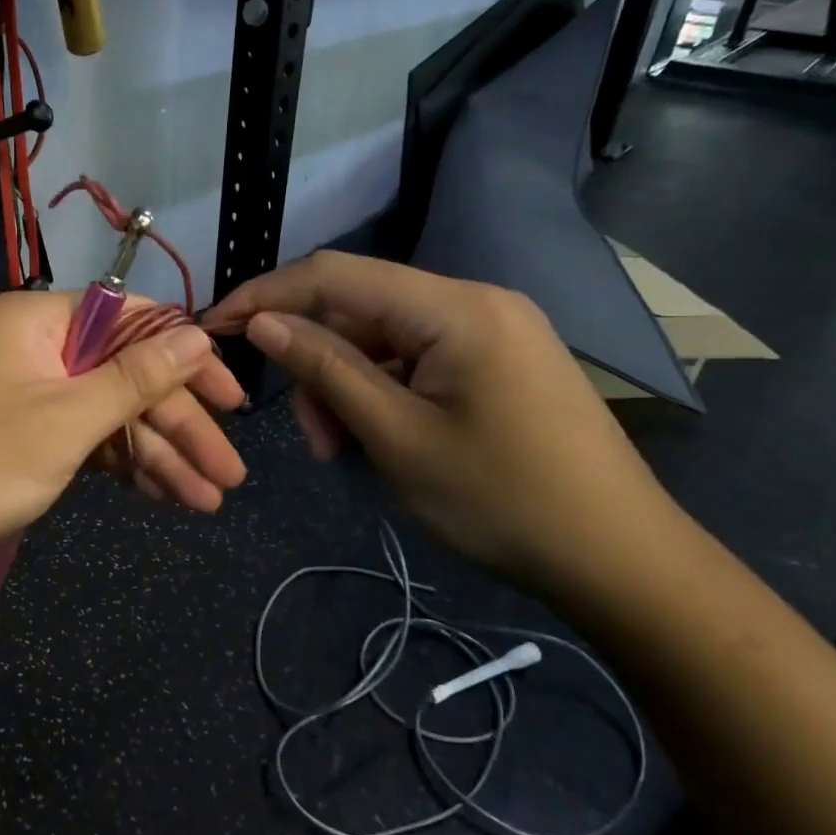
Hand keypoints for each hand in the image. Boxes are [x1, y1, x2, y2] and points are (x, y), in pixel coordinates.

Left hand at [0, 290, 245, 587]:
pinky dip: (121, 466)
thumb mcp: (65, 421)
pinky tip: (165, 496)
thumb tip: (198, 334)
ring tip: (208, 501)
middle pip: (126, 377)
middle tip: (230, 474)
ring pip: (109, 415)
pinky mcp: (22, 434)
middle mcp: (36, 348)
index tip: (232, 399)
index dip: (188, 360)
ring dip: (158, 455)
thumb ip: (135, 377)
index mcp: (40, 320)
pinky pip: (84, 440)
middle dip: (180, 427)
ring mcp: (28, 394)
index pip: (134, 322)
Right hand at [205, 252, 692, 603]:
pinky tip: (379, 439)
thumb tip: (263, 322)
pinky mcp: (499, 360)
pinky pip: (418, 359)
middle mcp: (474, 301)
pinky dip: (384, 393)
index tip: (215, 325)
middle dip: (318, 364)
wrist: (620, 558)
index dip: (267, 294)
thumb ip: (326, 369)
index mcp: (454, 307)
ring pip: (386, 339)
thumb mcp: (397, 437)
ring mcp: (492, 330)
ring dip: (349, 386)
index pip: (335, 275)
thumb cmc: (503, 500)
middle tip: (312, 438)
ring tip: (344, 451)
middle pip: (361, 310)